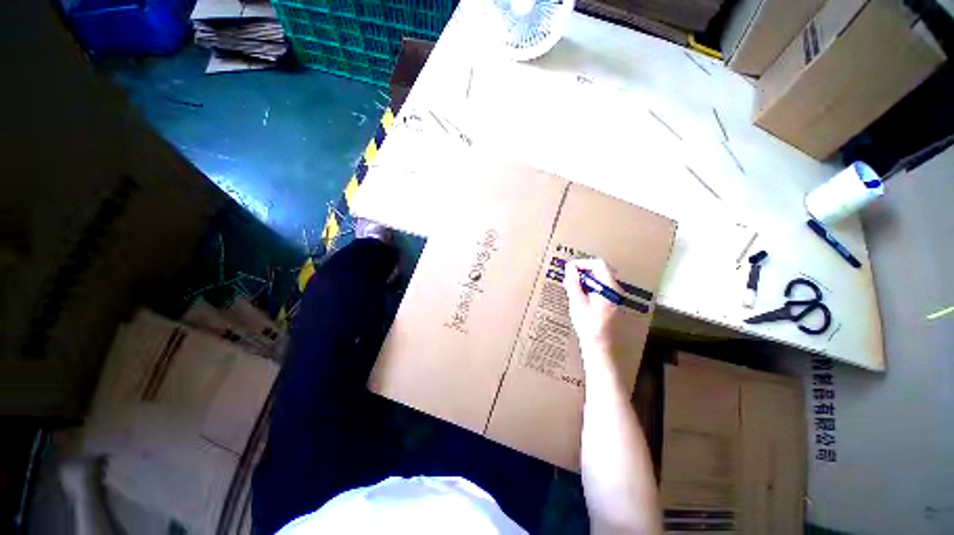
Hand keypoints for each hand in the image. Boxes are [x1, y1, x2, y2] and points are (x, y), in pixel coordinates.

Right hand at [563, 258, 623, 363]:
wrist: (602, 350)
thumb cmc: (589, 327)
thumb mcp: (578, 304)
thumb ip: (574, 284)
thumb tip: (570, 268)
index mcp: (609, 288)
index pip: (598, 264)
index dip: (582, 263)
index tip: (568, 268)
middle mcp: (616, 290)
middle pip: (601, 271)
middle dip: (583, 271)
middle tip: (569, 277)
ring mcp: (615, 298)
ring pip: (600, 280)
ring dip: (585, 280)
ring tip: (572, 287)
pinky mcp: (612, 305)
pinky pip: (600, 289)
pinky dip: (589, 288)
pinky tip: (580, 298)